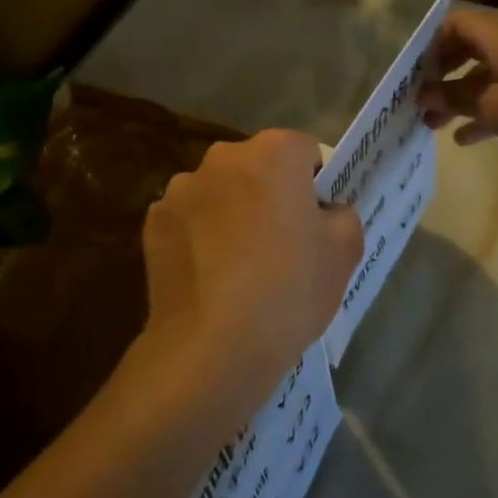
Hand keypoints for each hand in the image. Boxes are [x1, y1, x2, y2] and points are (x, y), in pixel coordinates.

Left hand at [133, 130, 363, 425]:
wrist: (212, 347)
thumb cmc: (288, 291)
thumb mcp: (344, 252)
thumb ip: (342, 214)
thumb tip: (323, 210)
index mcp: (273, 153)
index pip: (304, 151)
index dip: (315, 183)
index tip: (316, 220)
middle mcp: (223, 157)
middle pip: (258, 166)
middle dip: (270, 192)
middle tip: (281, 242)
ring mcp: (181, 188)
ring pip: (220, 191)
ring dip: (231, 211)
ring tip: (239, 264)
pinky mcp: (153, 221)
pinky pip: (189, 218)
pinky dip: (199, 235)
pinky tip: (209, 275)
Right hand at [419, 9, 497, 177]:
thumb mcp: (492, 108)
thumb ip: (453, 98)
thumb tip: (423, 95)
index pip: (458, 24)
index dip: (432, 45)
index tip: (416, 76)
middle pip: (469, 49)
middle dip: (442, 75)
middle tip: (421, 101)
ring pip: (485, 76)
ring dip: (458, 98)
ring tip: (434, 127)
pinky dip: (483, 112)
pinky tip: (466, 139)